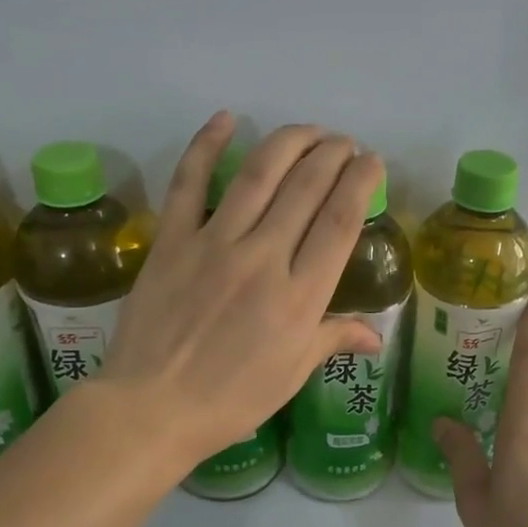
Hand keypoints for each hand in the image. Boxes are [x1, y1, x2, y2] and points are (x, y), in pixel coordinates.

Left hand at [100, 113, 384, 466]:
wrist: (152, 408)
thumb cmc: (231, 400)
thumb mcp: (291, 374)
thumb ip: (332, 339)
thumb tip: (375, 336)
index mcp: (300, 297)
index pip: (339, 222)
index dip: (359, 183)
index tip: (371, 162)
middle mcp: (264, 259)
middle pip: (306, 189)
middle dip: (332, 155)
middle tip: (344, 143)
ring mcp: (214, 244)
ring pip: (258, 175)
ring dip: (289, 142)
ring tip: (310, 130)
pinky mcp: (172, 240)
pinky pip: (189, 183)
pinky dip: (206, 145)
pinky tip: (227, 118)